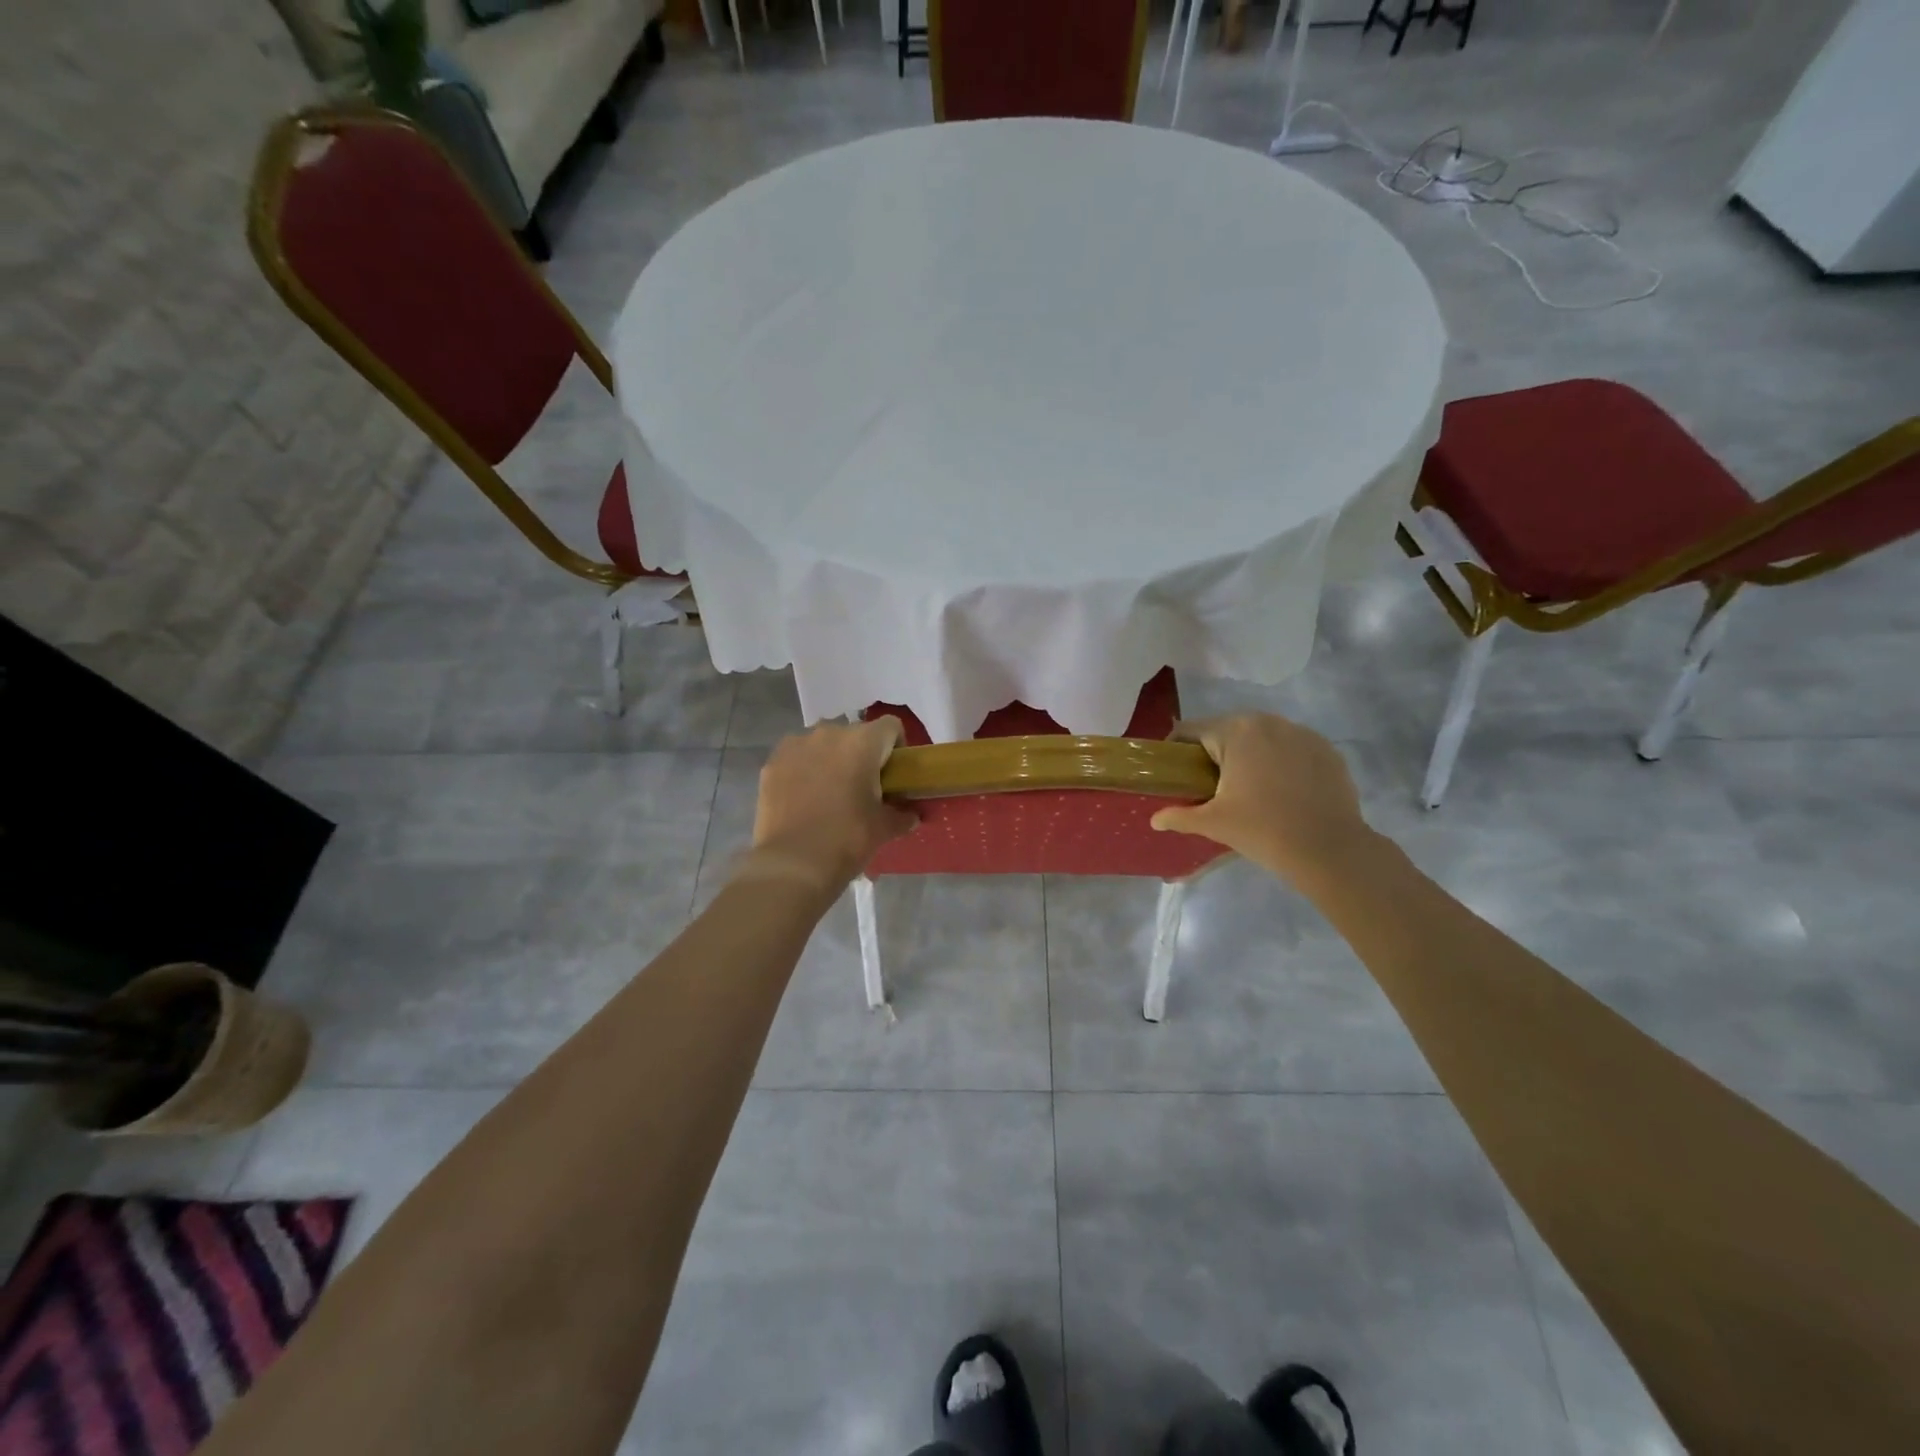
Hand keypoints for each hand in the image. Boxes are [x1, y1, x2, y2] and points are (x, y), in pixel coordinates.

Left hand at [744, 717, 917, 894]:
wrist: (793, 864)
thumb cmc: (847, 839)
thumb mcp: (884, 828)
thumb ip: (902, 814)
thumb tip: (911, 815)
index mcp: (863, 742)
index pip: (891, 726)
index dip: (897, 747)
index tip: (895, 773)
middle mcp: (829, 732)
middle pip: (856, 733)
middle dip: (862, 754)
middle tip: (864, 786)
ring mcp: (796, 744)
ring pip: (823, 742)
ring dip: (831, 758)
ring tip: (830, 791)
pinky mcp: (772, 762)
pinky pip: (797, 756)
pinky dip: (804, 769)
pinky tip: (804, 797)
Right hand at [1149, 714, 1376, 886]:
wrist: (1329, 849)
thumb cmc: (1262, 830)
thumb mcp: (1213, 823)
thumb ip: (1179, 816)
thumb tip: (1155, 820)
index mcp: (1235, 731)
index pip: (1190, 730)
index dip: (1176, 750)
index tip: (1175, 774)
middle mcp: (1268, 721)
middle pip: (1227, 730)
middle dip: (1215, 754)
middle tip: (1209, 787)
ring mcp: (1302, 733)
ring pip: (1262, 738)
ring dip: (1249, 756)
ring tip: (1248, 789)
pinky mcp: (1326, 749)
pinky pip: (1291, 748)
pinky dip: (1281, 763)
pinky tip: (1282, 792)